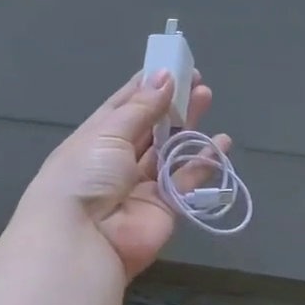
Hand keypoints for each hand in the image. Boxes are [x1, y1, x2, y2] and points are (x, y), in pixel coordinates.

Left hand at [20, 71, 227, 280]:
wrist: (82, 238)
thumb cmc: (85, 175)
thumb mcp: (107, 132)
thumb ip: (141, 107)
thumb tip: (164, 77)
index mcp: (96, 138)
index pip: (124, 106)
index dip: (147, 86)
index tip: (172, 66)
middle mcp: (119, 160)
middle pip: (151, 126)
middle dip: (173, 103)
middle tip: (198, 81)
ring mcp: (143, 185)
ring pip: (170, 150)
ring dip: (189, 126)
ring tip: (207, 98)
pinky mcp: (165, 207)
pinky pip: (187, 180)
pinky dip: (204, 162)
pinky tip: (221, 143)